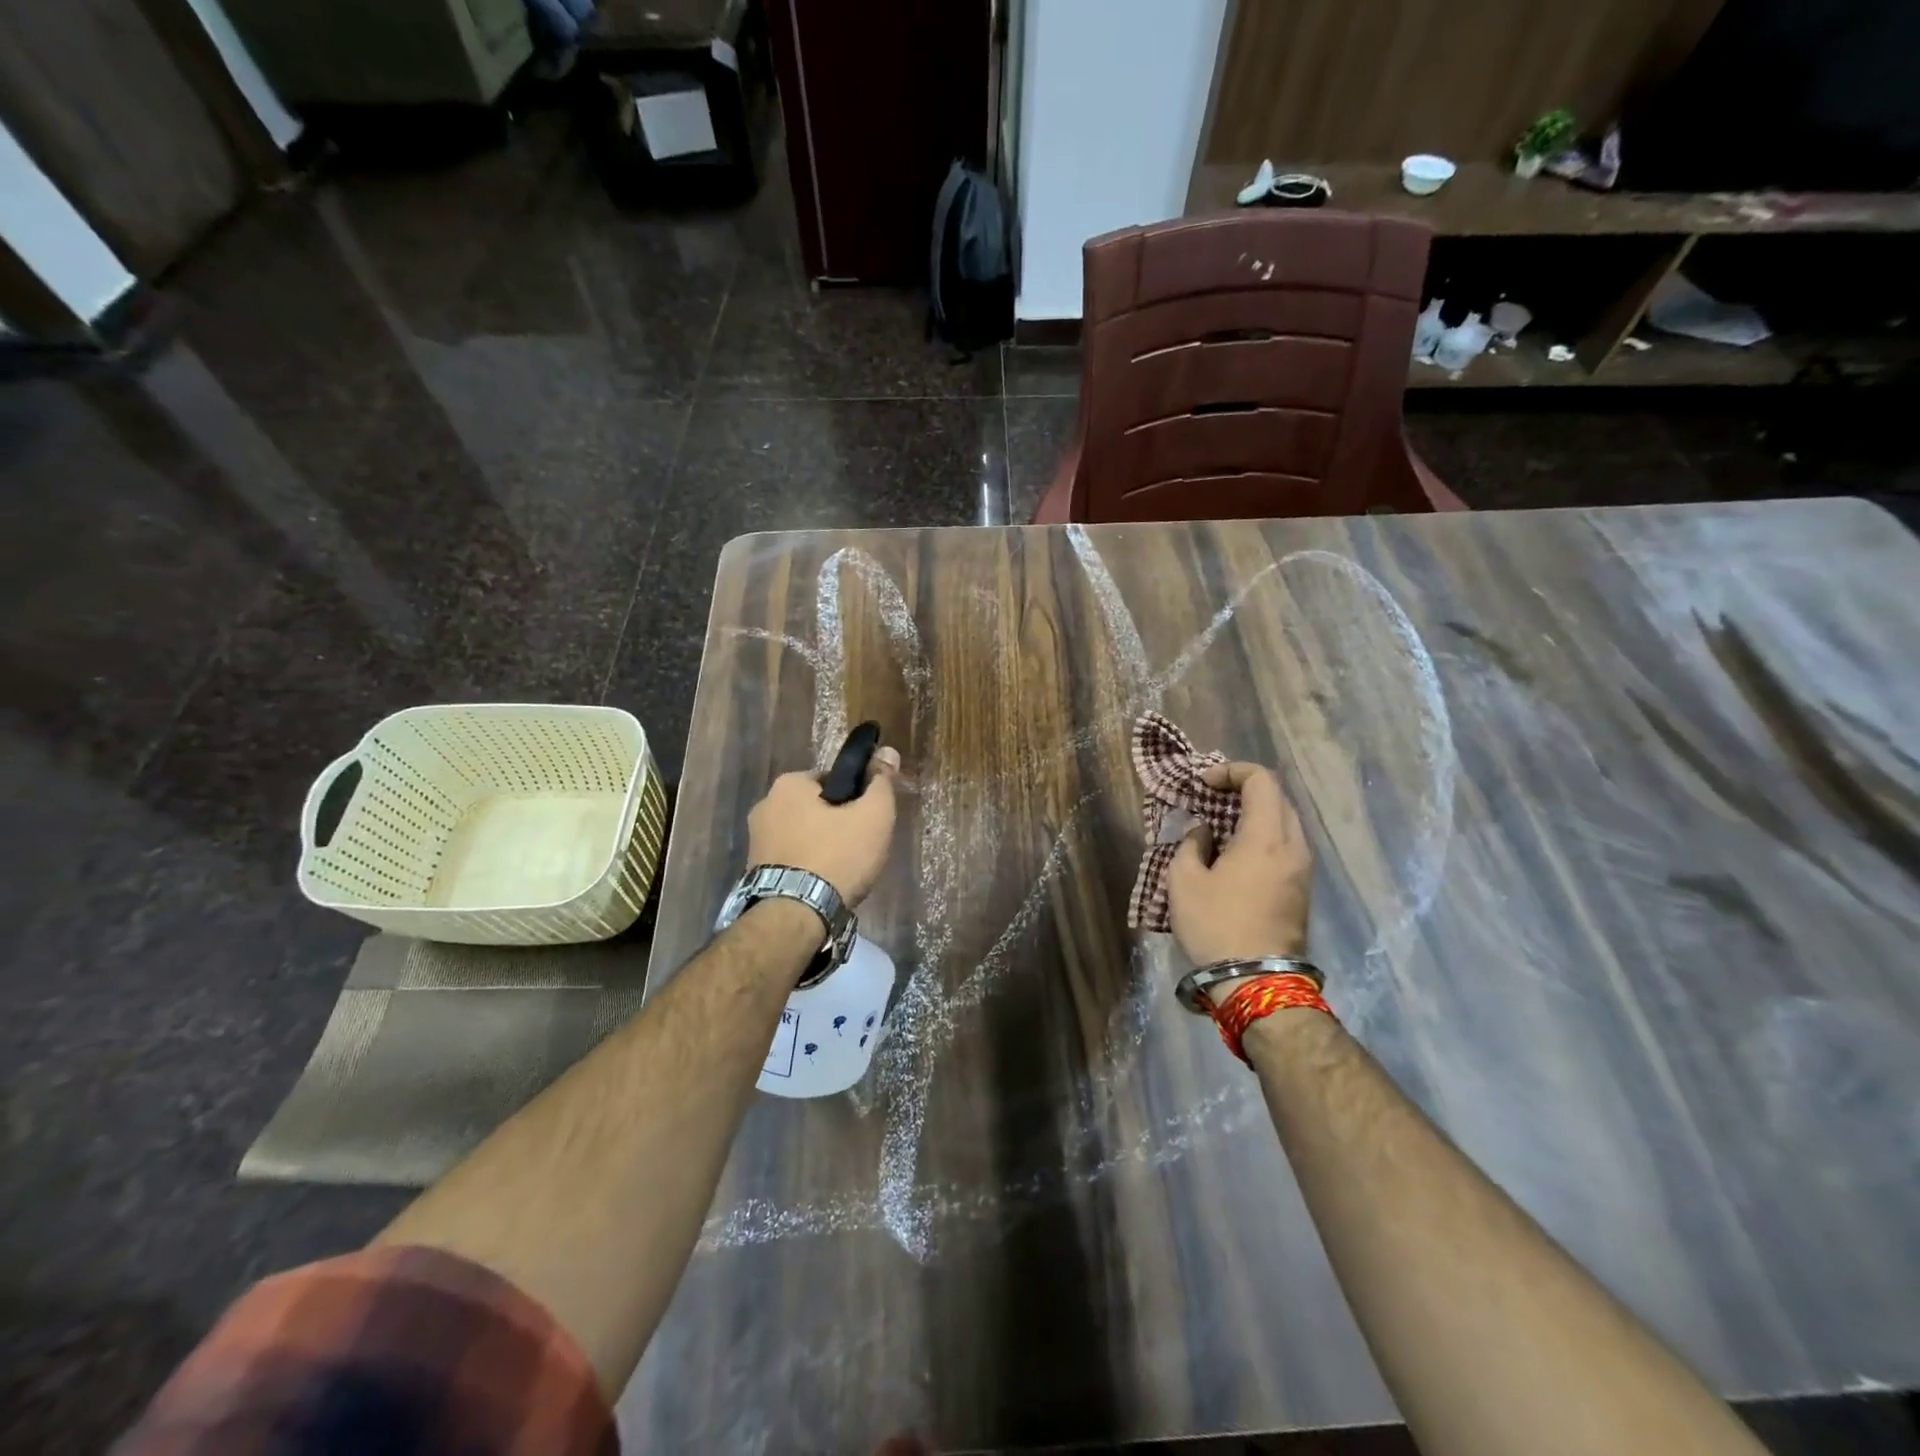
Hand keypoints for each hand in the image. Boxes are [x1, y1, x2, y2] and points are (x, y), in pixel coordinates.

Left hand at [745, 747, 900, 904]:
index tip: (868, 821)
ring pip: (803, 834)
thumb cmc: (837, 856)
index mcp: (788, 784)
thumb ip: (882, 783)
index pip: (833, 780)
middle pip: (816, 808)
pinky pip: (792, 858)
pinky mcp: (754, 870)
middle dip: (836, 824)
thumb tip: (888, 751)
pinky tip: (824, 883)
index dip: (856, 798)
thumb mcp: (873, 816)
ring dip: (822, 846)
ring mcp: (755, 840)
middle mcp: (764, 805)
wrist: (795, 915)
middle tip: (860, 848)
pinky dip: (808, 866)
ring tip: (843, 871)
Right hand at [1167, 761, 1312, 967]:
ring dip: (1254, 814)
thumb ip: (1191, 845)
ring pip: (1284, 822)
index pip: (1261, 780)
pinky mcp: (1302, 889)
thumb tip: (1204, 833)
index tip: (1203, 783)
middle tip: (1211, 798)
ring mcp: (1302, 869)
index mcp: (1267, 837)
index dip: (1231, 771)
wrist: (1256, 981)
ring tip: (1220, 825)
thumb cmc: (1215, 925)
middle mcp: (1293, 846)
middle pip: (1277, 798)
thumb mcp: (1183, 880)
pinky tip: (1235, 852)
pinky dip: (1262, 835)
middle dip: (1243, 789)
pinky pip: (1285, 845)